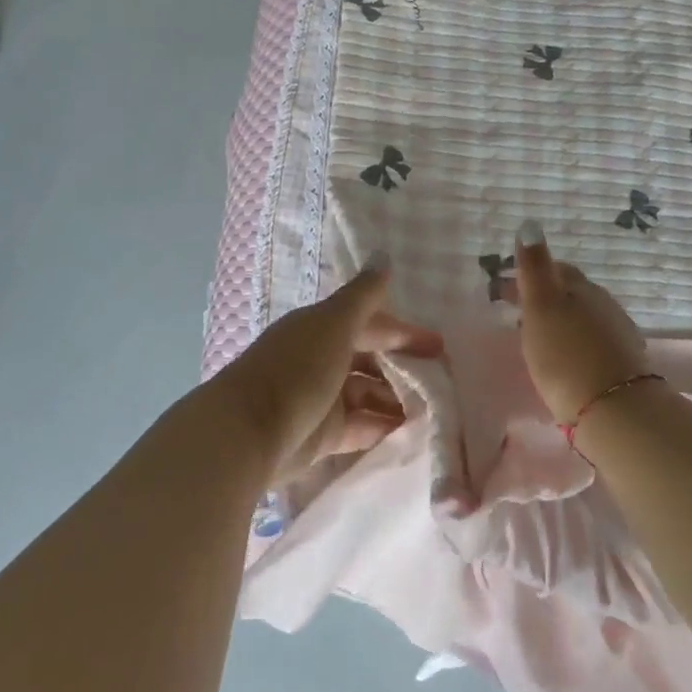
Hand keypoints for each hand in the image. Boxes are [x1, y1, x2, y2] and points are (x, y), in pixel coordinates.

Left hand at [212, 263, 441, 476]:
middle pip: (370, 359)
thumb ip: (363, 295)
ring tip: (434, 410)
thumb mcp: (334, 323)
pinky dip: (383, 427)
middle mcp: (321, 359)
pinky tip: (411, 432)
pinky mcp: (322, 435)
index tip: (439, 346)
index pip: (370, 323)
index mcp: (321, 327)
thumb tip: (384, 256)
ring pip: (367, 394)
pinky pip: (360, 427)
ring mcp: (322, 398)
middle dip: (403, 367)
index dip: (403, 331)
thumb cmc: (297, 368)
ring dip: (396, 399)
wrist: (249, 431)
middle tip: (442, 380)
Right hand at [510, 223, 650, 423]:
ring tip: (537, 335)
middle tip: (516, 310)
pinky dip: (573, 340)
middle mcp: (603, 303)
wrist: (615, 411)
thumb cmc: (566, 355)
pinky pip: (591, 340)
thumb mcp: (541, 306)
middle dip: (543, 295)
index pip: (554, 267)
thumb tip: (529, 224)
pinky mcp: (623, 364)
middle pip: (569, 291)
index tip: (503, 287)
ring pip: (582, 316)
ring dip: (559, 319)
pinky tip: (564, 356)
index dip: (528, 273)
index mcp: (580, 286)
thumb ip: (534, 267)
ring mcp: (617, 333)